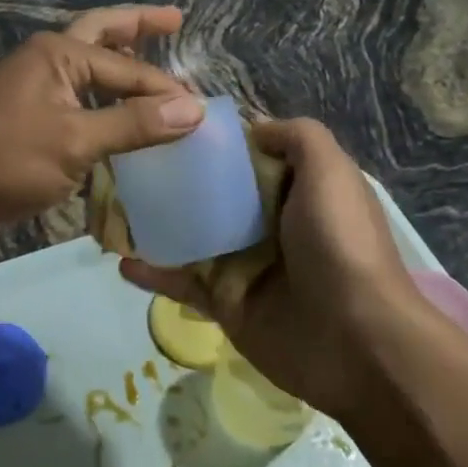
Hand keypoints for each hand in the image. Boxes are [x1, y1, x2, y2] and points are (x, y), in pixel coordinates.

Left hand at [0, 6, 204, 239]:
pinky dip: (102, 103)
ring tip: (152, 62)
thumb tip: (194, 110)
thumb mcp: (74, 141)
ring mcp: (34, 90)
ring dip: (119, 66)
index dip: (167, 91)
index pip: (129, 69)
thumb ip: (133, 125)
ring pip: (87, 70)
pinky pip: (76, 102)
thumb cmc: (3, 157)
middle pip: (102, 35)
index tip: (202, 116)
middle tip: (174, 18)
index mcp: (60, 53)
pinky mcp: (27, 121)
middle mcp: (48, 61)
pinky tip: (118, 119)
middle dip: (138, 26)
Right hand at [121, 118, 416, 417]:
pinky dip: (153, 272)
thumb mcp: (331, 171)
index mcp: (295, 191)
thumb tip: (253, 128)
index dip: (214, 141)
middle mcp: (268, 223)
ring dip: (154, 224)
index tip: (169, 124)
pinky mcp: (223, 303)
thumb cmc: (340, 244)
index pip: (247, 156)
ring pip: (190, 235)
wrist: (356, 342)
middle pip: (212, 193)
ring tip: (110, 207)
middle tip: (126, 163)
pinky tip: (122, 262)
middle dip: (173, 179)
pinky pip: (181, 282)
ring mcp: (243, 264)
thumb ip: (297, 136)